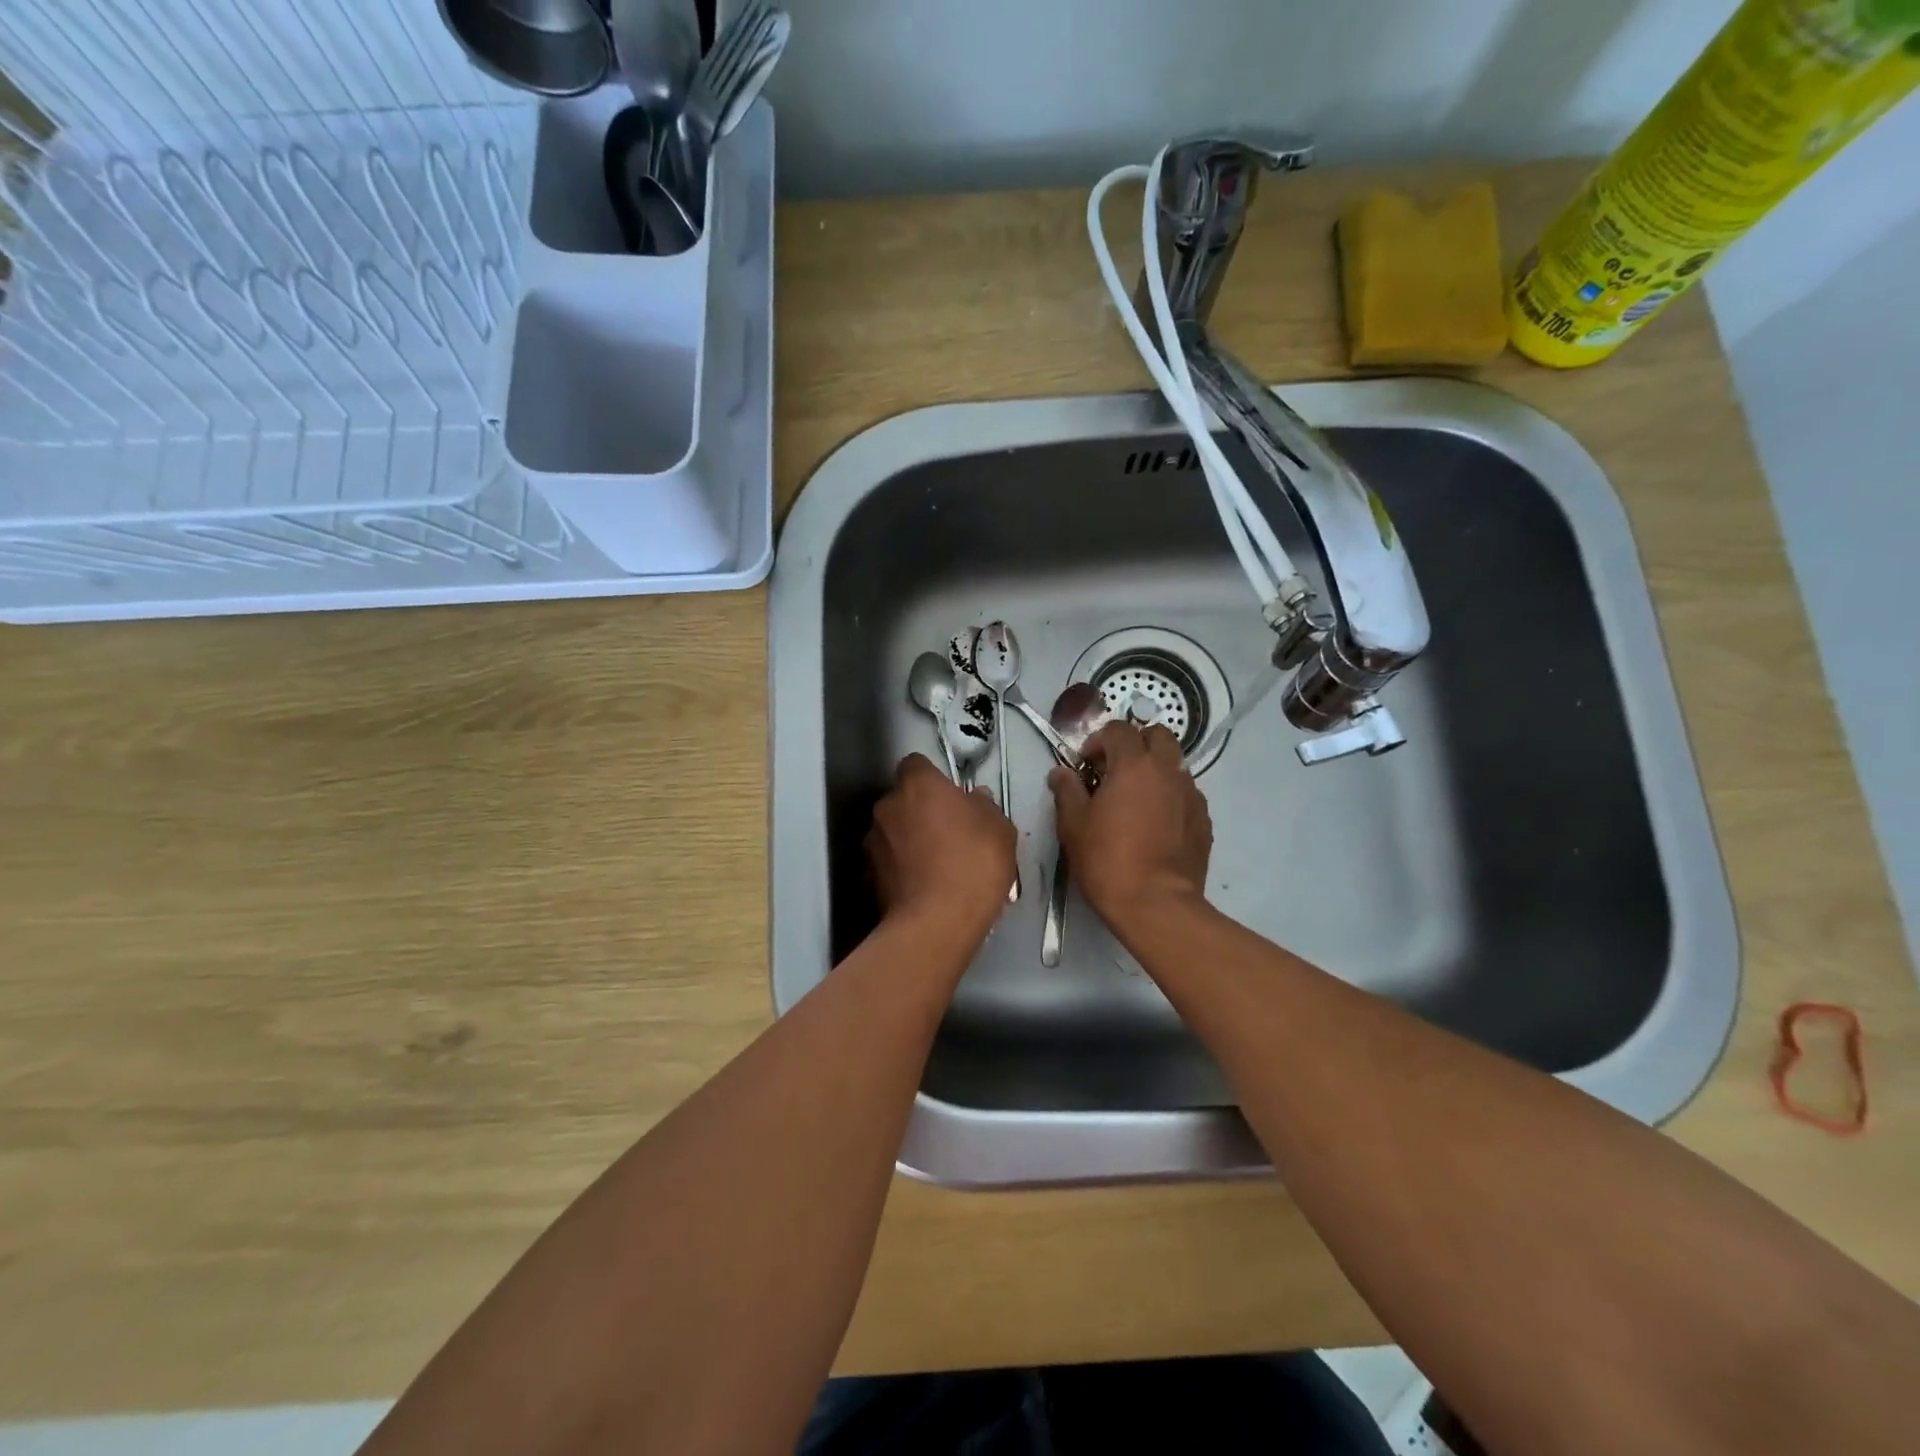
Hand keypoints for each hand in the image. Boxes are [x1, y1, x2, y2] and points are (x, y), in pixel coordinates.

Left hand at [867, 754, 1017, 938]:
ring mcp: (873, 841)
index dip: (933, 778)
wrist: (936, 923)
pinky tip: (923, 886)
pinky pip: (888, 861)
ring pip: (893, 830)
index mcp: (918, 785)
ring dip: (909, 839)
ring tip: (936, 865)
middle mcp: (887, 806)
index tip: (950, 797)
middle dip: (920, 810)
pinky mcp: (868, 875)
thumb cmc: (973, 864)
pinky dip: (901, 867)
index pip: (916, 764)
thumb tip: (975, 799)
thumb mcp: (1000, 830)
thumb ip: (985, 807)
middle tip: (949, 832)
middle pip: (903, 798)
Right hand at [1049, 722, 1211, 929]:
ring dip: (1154, 770)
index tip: (1086, 767)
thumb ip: (1067, 790)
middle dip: (1135, 745)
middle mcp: (1168, 771)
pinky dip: (1169, 797)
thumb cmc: (1107, 860)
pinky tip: (1154, 825)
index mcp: (1134, 765)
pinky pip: (1185, 794)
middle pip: (1157, 735)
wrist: (1156, 904)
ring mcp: (1191, 795)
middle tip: (1115, 772)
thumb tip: (1061, 773)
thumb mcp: (1073, 824)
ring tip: (1135, 801)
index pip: (1118, 730)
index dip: (1098, 742)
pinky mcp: (1203, 820)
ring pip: (1174, 765)